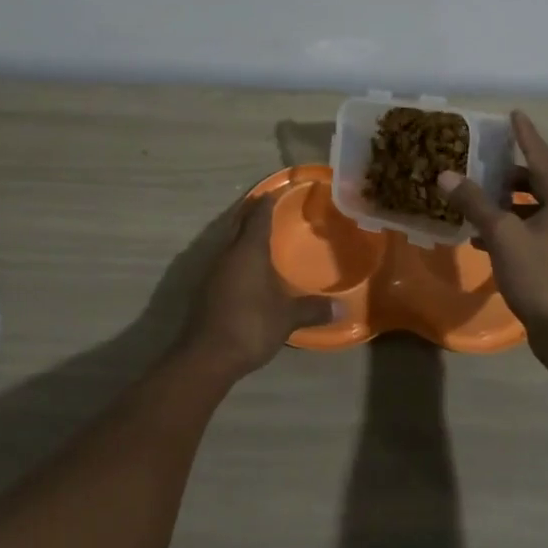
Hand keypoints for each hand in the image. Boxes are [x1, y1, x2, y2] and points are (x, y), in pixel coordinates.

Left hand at [179, 195, 338, 380]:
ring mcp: (213, 271)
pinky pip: (224, 261)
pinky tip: (245, 268)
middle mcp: (227, 253)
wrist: (208, 355)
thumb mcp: (287, 317)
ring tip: (258, 235)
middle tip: (265, 205)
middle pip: (238, 224)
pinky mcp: (205, 289)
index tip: (274, 192)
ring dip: (241, 234)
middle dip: (251, 213)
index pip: (258, 217)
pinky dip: (235, 256)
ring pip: (228, 242)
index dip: (266, 203)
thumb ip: (313, 309)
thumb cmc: (251, 325)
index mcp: (248, 250)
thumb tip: (342, 307)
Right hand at [439, 111, 547, 361]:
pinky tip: (482, 238)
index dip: (524, 134)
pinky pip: (533, 229)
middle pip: (536, 180)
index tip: (513, 113)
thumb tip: (446, 175)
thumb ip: (474, 202)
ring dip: (504, 203)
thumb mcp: (502, 235)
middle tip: (477, 163)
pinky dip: (510, 227)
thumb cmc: (541, 276)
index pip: (540, 154)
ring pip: (533, 207)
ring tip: (472, 200)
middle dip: (506, 173)